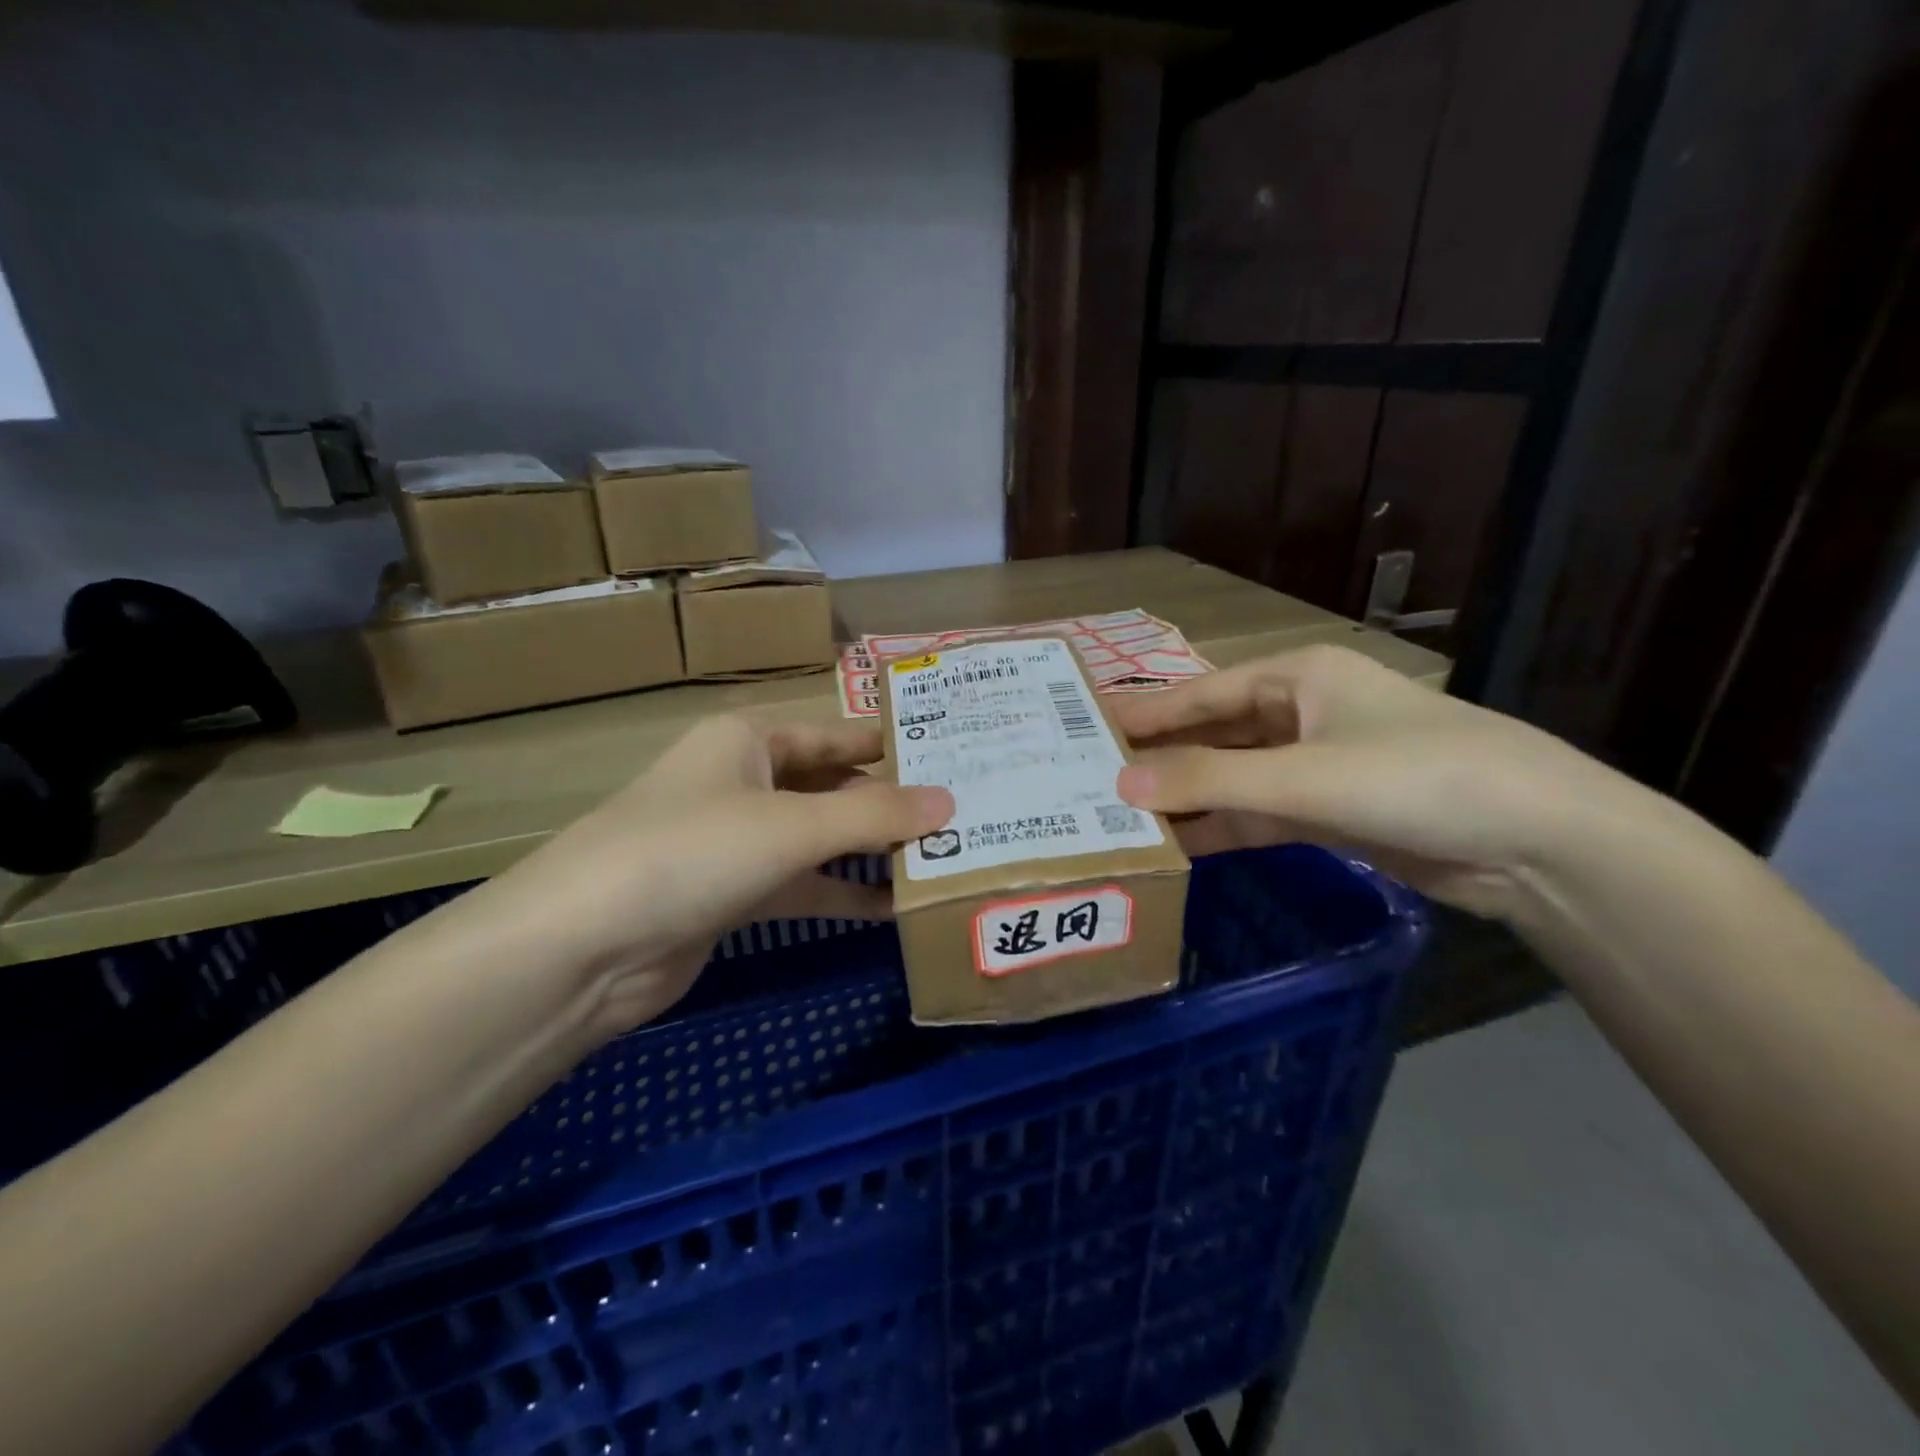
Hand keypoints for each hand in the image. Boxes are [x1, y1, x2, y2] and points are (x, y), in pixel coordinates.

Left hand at [440, 715, 951, 1039]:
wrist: (584, 948)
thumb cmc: (692, 851)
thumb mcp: (792, 824)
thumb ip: (874, 814)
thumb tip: (950, 802)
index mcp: (750, 740)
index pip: (839, 735)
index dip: (894, 746)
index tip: (956, 756)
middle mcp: (745, 782)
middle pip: (834, 786)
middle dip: (892, 803)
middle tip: (966, 813)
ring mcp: (739, 841)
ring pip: (822, 838)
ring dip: (873, 851)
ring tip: (943, 859)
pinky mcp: (735, 895)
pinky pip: (804, 884)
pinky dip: (844, 893)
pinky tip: (895, 906)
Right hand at [1112, 645, 1628, 920]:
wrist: (1539, 843)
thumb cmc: (1418, 777)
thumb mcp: (1305, 776)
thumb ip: (1210, 782)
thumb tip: (1120, 784)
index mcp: (1297, 678)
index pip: (1201, 693)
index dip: (1145, 711)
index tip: (1085, 726)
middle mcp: (1300, 714)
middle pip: (1212, 734)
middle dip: (1159, 757)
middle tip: (1090, 776)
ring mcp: (1315, 766)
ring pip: (1231, 778)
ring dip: (1185, 798)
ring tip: (1117, 815)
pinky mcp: (1328, 813)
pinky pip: (1257, 814)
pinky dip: (1219, 828)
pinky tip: (1175, 846)